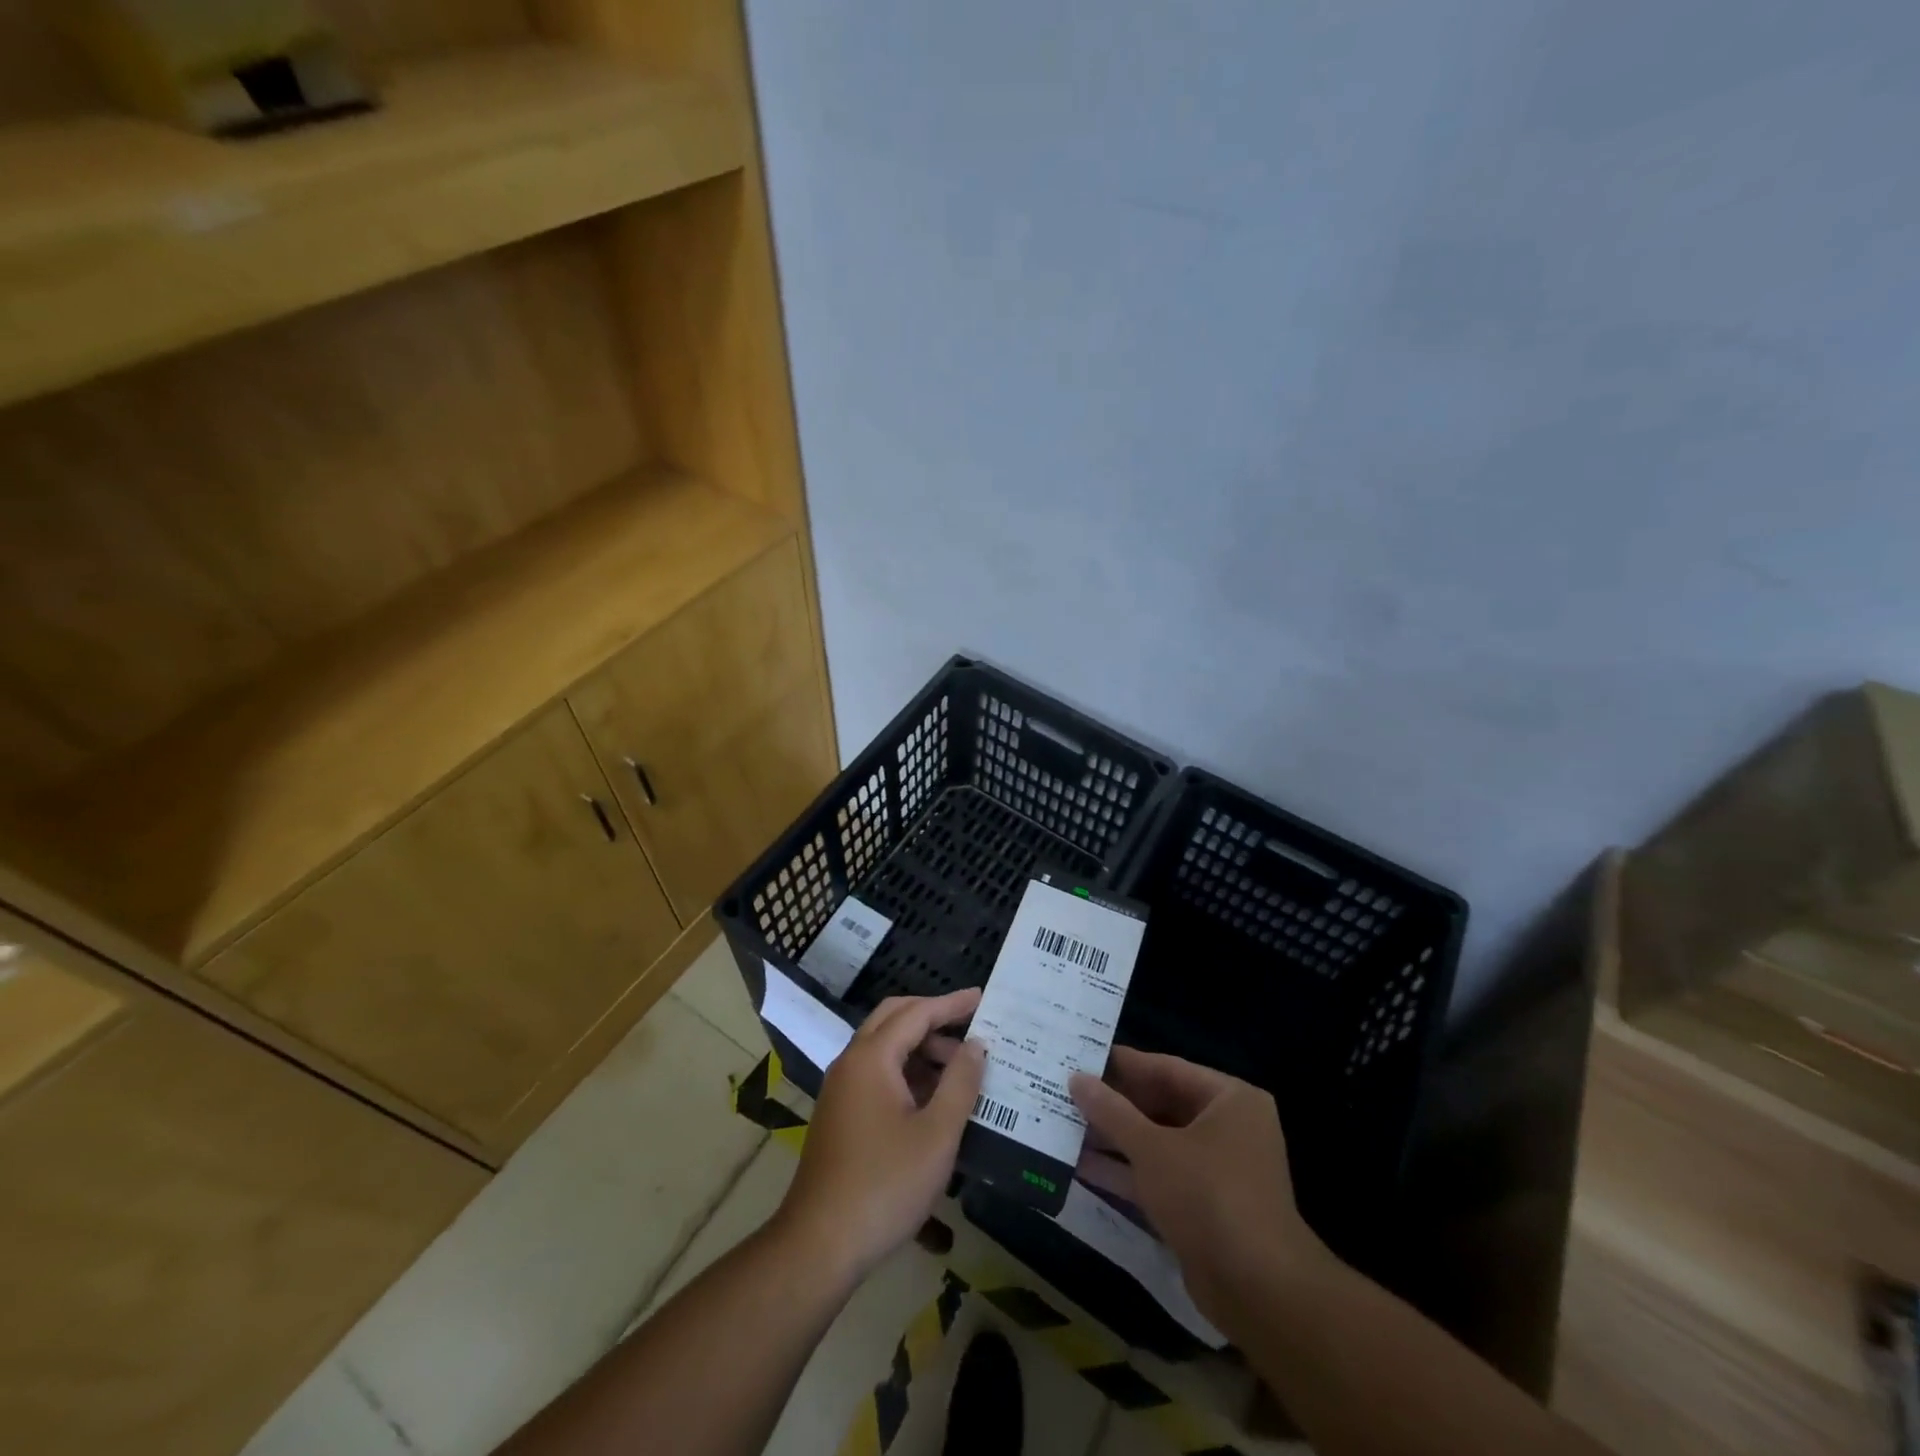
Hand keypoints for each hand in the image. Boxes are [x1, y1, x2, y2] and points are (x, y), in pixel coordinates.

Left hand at [773, 990, 985, 1282]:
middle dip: (932, 1017)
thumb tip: (976, 1045)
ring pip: (884, 1047)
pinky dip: (906, 1072)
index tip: (982, 998)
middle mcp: (851, 1062)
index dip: (951, 1004)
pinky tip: (933, 1099)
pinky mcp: (840, 1114)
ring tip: (960, 1069)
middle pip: (894, 1019)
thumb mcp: (937, 1134)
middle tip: (970, 1026)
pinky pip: (876, 1073)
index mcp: (872, 1057)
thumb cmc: (885, 1185)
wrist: (819, 1244)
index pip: (916, 1013)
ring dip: (920, 1048)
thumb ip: (960, 1083)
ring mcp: (841, 1089)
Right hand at [1069, 1048, 1327, 1325]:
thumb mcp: (1152, 1148)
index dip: (1122, 1064)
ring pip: (1157, 1143)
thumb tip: (1076, 1078)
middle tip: (1066, 1091)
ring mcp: (1216, 1170)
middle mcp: (1227, 1128)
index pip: (1166, 1069)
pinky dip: (1126, 1172)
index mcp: (1229, 1099)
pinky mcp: (1203, 1208)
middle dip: (1114, 1105)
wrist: (1258, 1291)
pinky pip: (1159, 1177)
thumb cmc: (1208, 1195)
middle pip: (1161, 1105)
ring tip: (1064, 1125)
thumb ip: (1111, 1111)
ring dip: (1114, 1139)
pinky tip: (1081, 1166)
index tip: (1080, 1056)